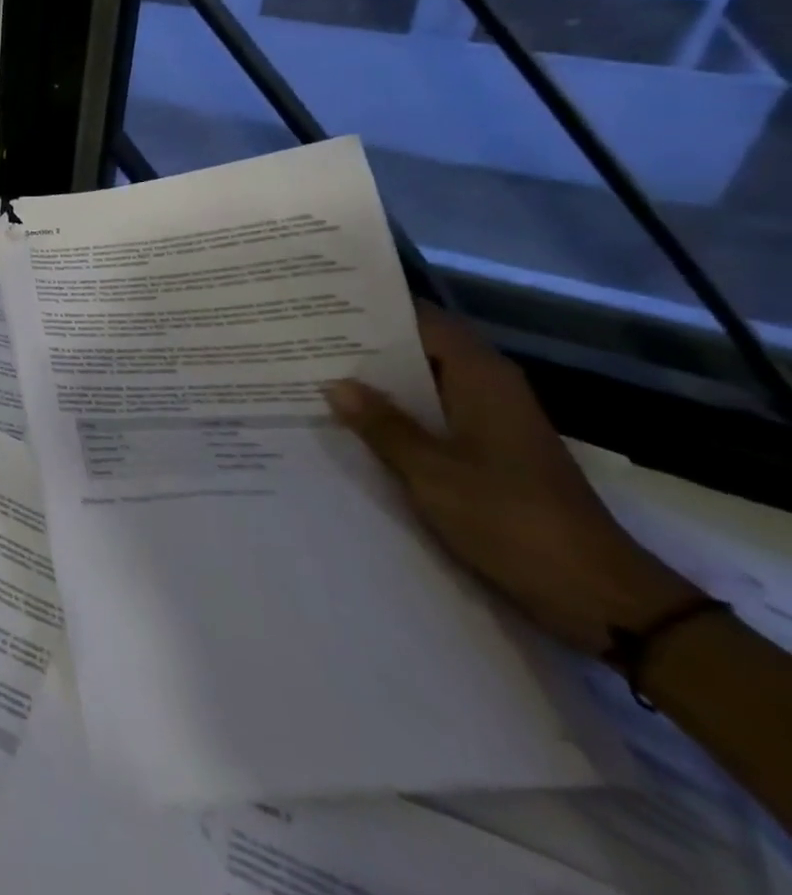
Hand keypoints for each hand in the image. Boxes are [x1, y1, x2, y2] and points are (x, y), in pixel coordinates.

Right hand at [325, 303, 699, 656]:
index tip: (321, 300)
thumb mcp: (433, 472)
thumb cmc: (513, 520)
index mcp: (482, 379)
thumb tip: (334, 384)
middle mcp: (487, 391)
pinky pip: (428, 420)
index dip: (374, 308)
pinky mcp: (486, 457)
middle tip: (301, 337)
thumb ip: (382, 425)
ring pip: (420, 387)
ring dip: (376, 384)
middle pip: (419, 351)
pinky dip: (393, 416)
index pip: (423, 321)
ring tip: (311, 374)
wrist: (598, 599)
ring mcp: (489, 426)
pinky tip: (349, 424)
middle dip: (364, 346)